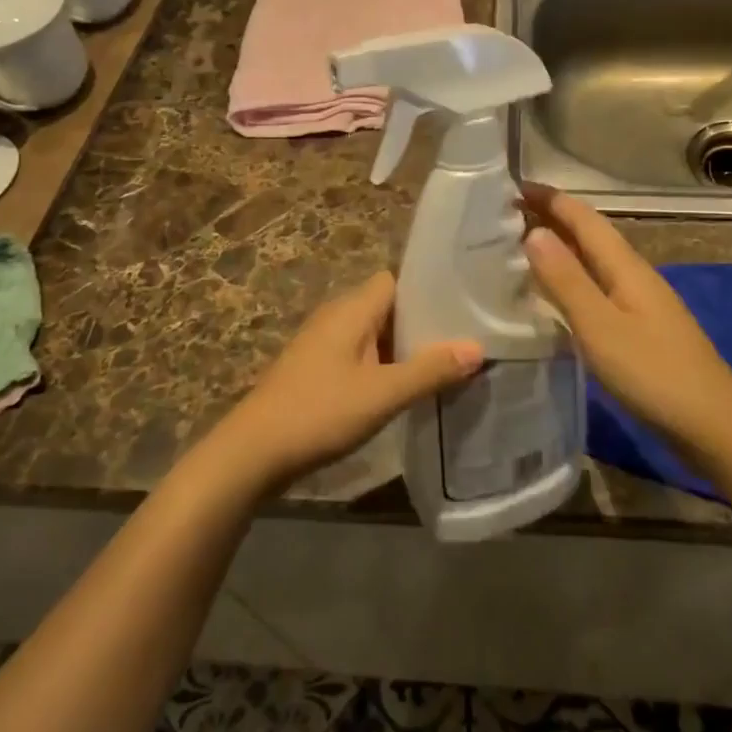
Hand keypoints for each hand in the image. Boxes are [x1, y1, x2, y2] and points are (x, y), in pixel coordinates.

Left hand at [215, 271, 483, 496]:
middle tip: (464, 338)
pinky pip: (361, 354)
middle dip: (423, 321)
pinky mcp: (317, 369)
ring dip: (404, 347)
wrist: (253, 452)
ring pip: (375, 333)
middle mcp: (337, 316)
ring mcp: (324, 343)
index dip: (427, 288)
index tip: (464, 304)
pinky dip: (384, 364)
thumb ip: (430, 370)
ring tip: (445, 363)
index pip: (396, 279)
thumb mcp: (382, 394)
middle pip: (388, 306)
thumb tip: (477, 347)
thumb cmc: (319, 412)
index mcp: (352, 309)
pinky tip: (406, 387)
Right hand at [522, 186, 731, 460]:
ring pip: (593, 261)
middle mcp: (634, 275)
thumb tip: (533, 231)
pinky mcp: (641, 328)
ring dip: (560, 248)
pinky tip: (556, 296)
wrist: (714, 425)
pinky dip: (572, 279)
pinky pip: (598, 287)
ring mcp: (640, 302)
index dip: (550, 199)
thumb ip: (566, 280)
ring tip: (521, 248)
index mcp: (625, 266)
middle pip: (589, 235)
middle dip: (552, 218)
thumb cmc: (653, 372)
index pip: (583, 218)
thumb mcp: (600, 326)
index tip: (512, 186)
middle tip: (507, 215)